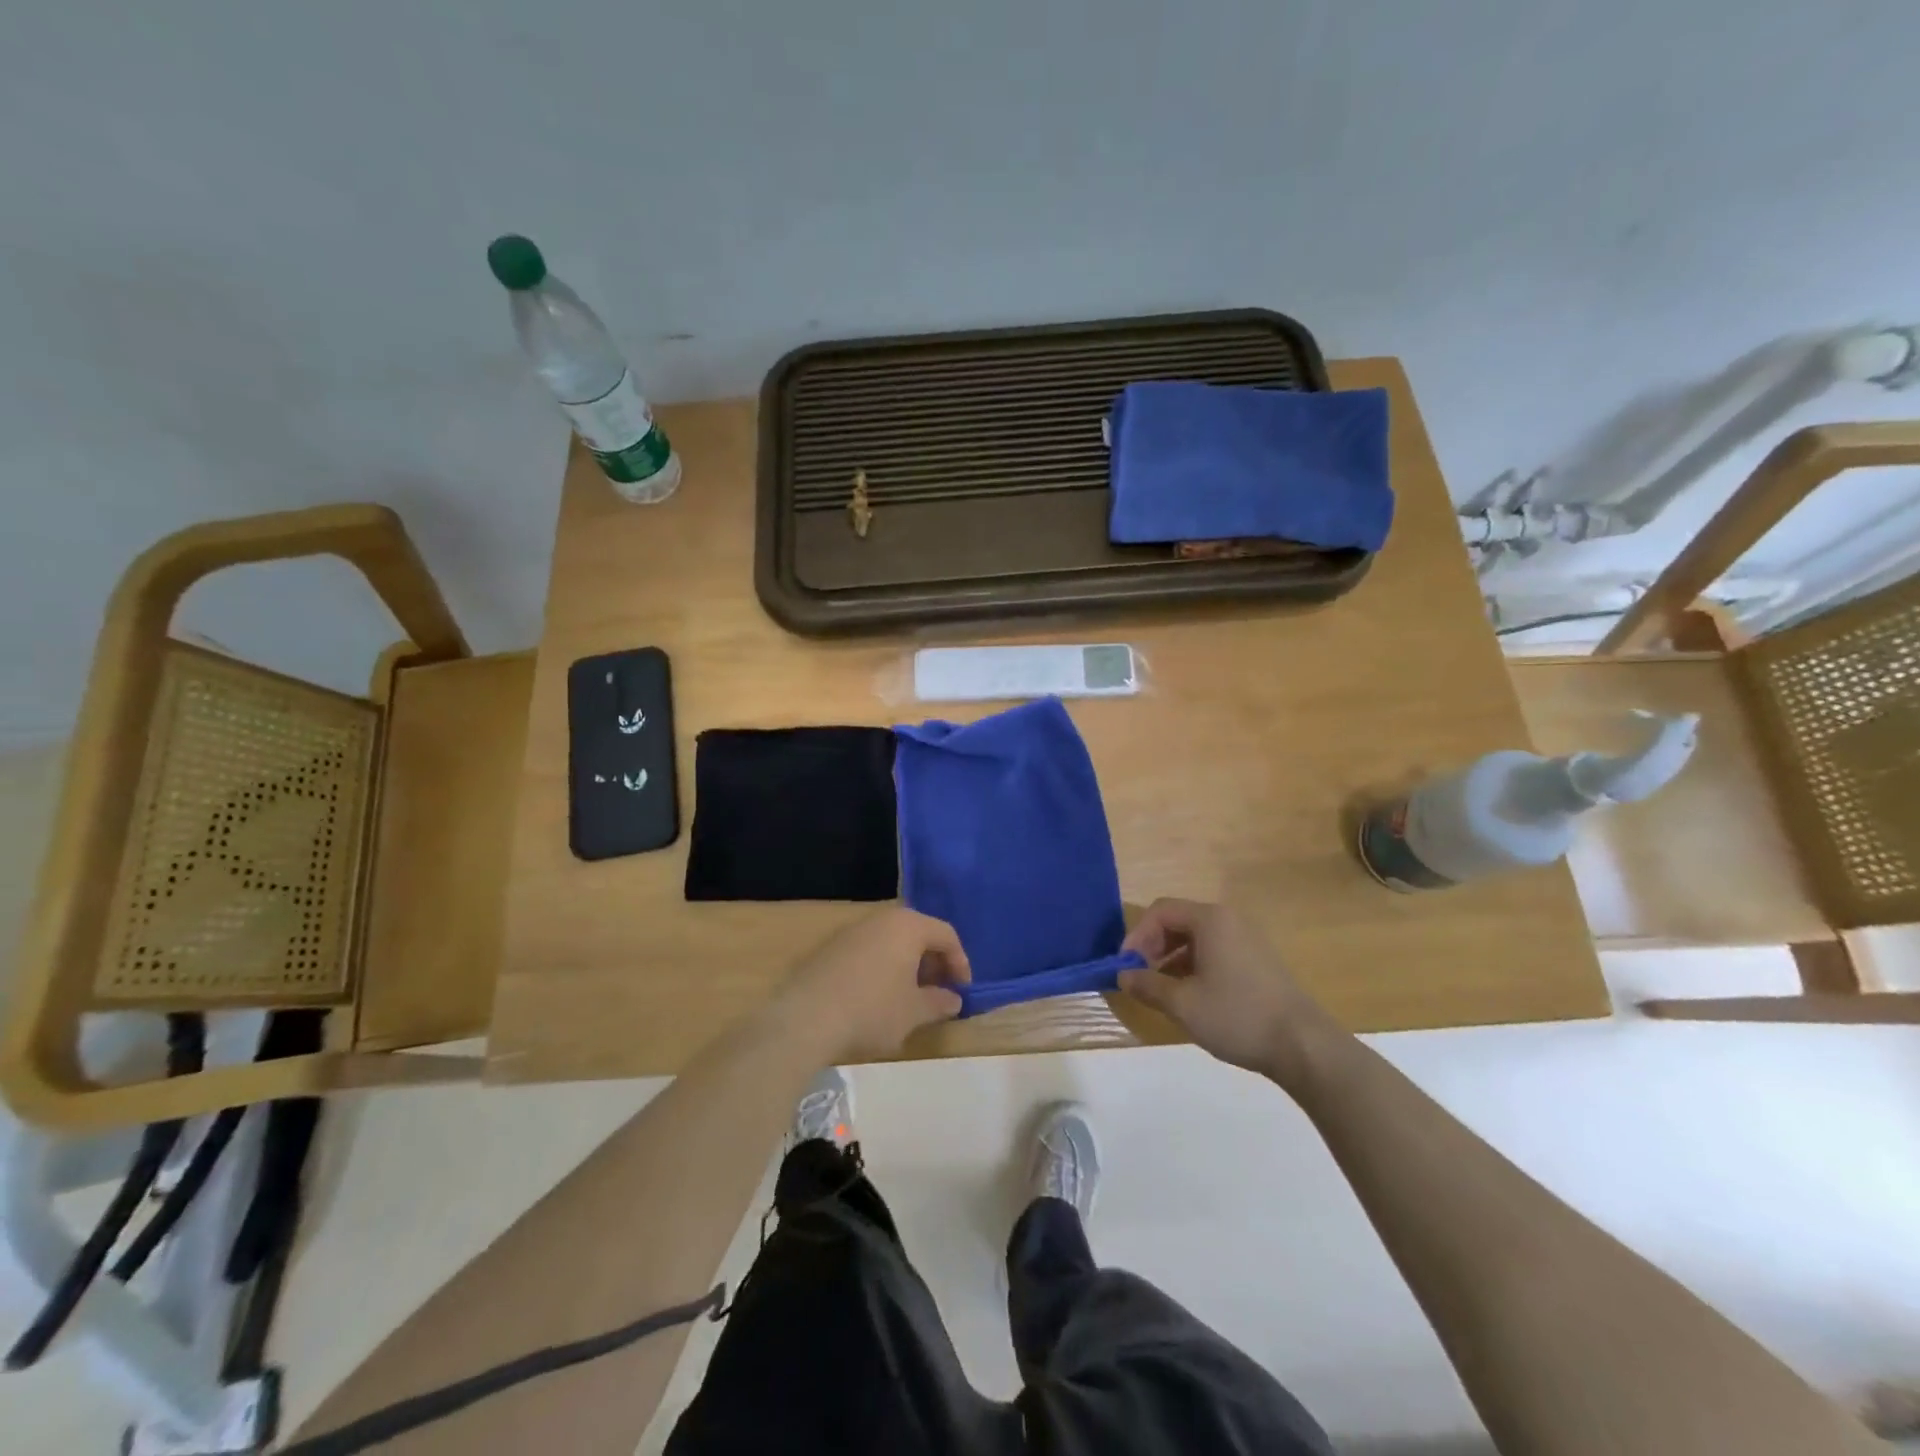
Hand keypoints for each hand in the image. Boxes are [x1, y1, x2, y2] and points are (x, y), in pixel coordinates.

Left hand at [774, 909, 970, 1063]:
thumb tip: (954, 999)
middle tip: (938, 992)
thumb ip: (939, 1002)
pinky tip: (877, 998)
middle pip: (918, 933)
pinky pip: (868, 951)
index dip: (960, 962)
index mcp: (908, 926)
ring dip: (907, 966)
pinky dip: (882, 968)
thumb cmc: (872, 1010)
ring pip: (891, 942)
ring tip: (909, 998)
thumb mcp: (913, 1012)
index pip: (946, 934)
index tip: (962, 990)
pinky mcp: (830, 948)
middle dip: (932, 963)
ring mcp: (852, 931)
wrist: (805, 1019)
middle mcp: (881, 919)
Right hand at [1119, 899, 1327, 1082]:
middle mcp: (1228, 920)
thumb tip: (1122, 975)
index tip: (1125, 965)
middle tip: (1139, 975)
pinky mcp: (1257, 959)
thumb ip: (1148, 985)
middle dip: (1152, 945)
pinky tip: (1190, 994)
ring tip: (1161, 988)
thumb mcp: (1183, 1004)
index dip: (1136, 935)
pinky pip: (1214, 950)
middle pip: (1178, 920)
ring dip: (1171, 957)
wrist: (1304, 1045)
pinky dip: (1193, 964)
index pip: (1160, 911)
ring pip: (1196, 937)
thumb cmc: (1238, 1016)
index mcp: (1210, 920)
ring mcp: (1246, 939)